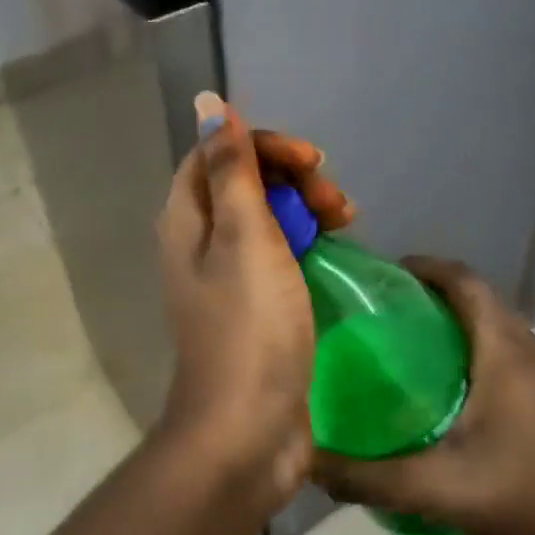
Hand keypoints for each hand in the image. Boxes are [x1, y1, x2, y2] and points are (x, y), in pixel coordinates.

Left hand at [156, 93, 321, 509]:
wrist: (248, 432)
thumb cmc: (250, 329)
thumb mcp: (245, 237)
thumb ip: (231, 169)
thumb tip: (208, 102)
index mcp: (186, 222)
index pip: (215, 155)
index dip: (263, 146)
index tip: (313, 161)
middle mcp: (199, 245)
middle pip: (243, 185)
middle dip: (292, 179)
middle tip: (337, 203)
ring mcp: (227, 281)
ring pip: (265, 220)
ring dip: (305, 210)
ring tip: (347, 223)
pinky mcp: (255, 310)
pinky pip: (278, 257)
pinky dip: (306, 245)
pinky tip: (335, 252)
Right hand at [312, 256, 534, 534]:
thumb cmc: (514, 499)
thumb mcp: (432, 487)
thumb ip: (366, 476)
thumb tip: (307, 461)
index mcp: (505, 352)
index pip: (466, 282)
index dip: (426, 267)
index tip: (382, 275)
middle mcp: (527, 349)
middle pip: (478, 295)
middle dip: (432, 289)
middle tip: (382, 306)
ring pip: (492, 319)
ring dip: (453, 313)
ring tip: (405, 333)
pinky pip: (502, 343)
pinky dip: (470, 339)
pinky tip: (441, 375)